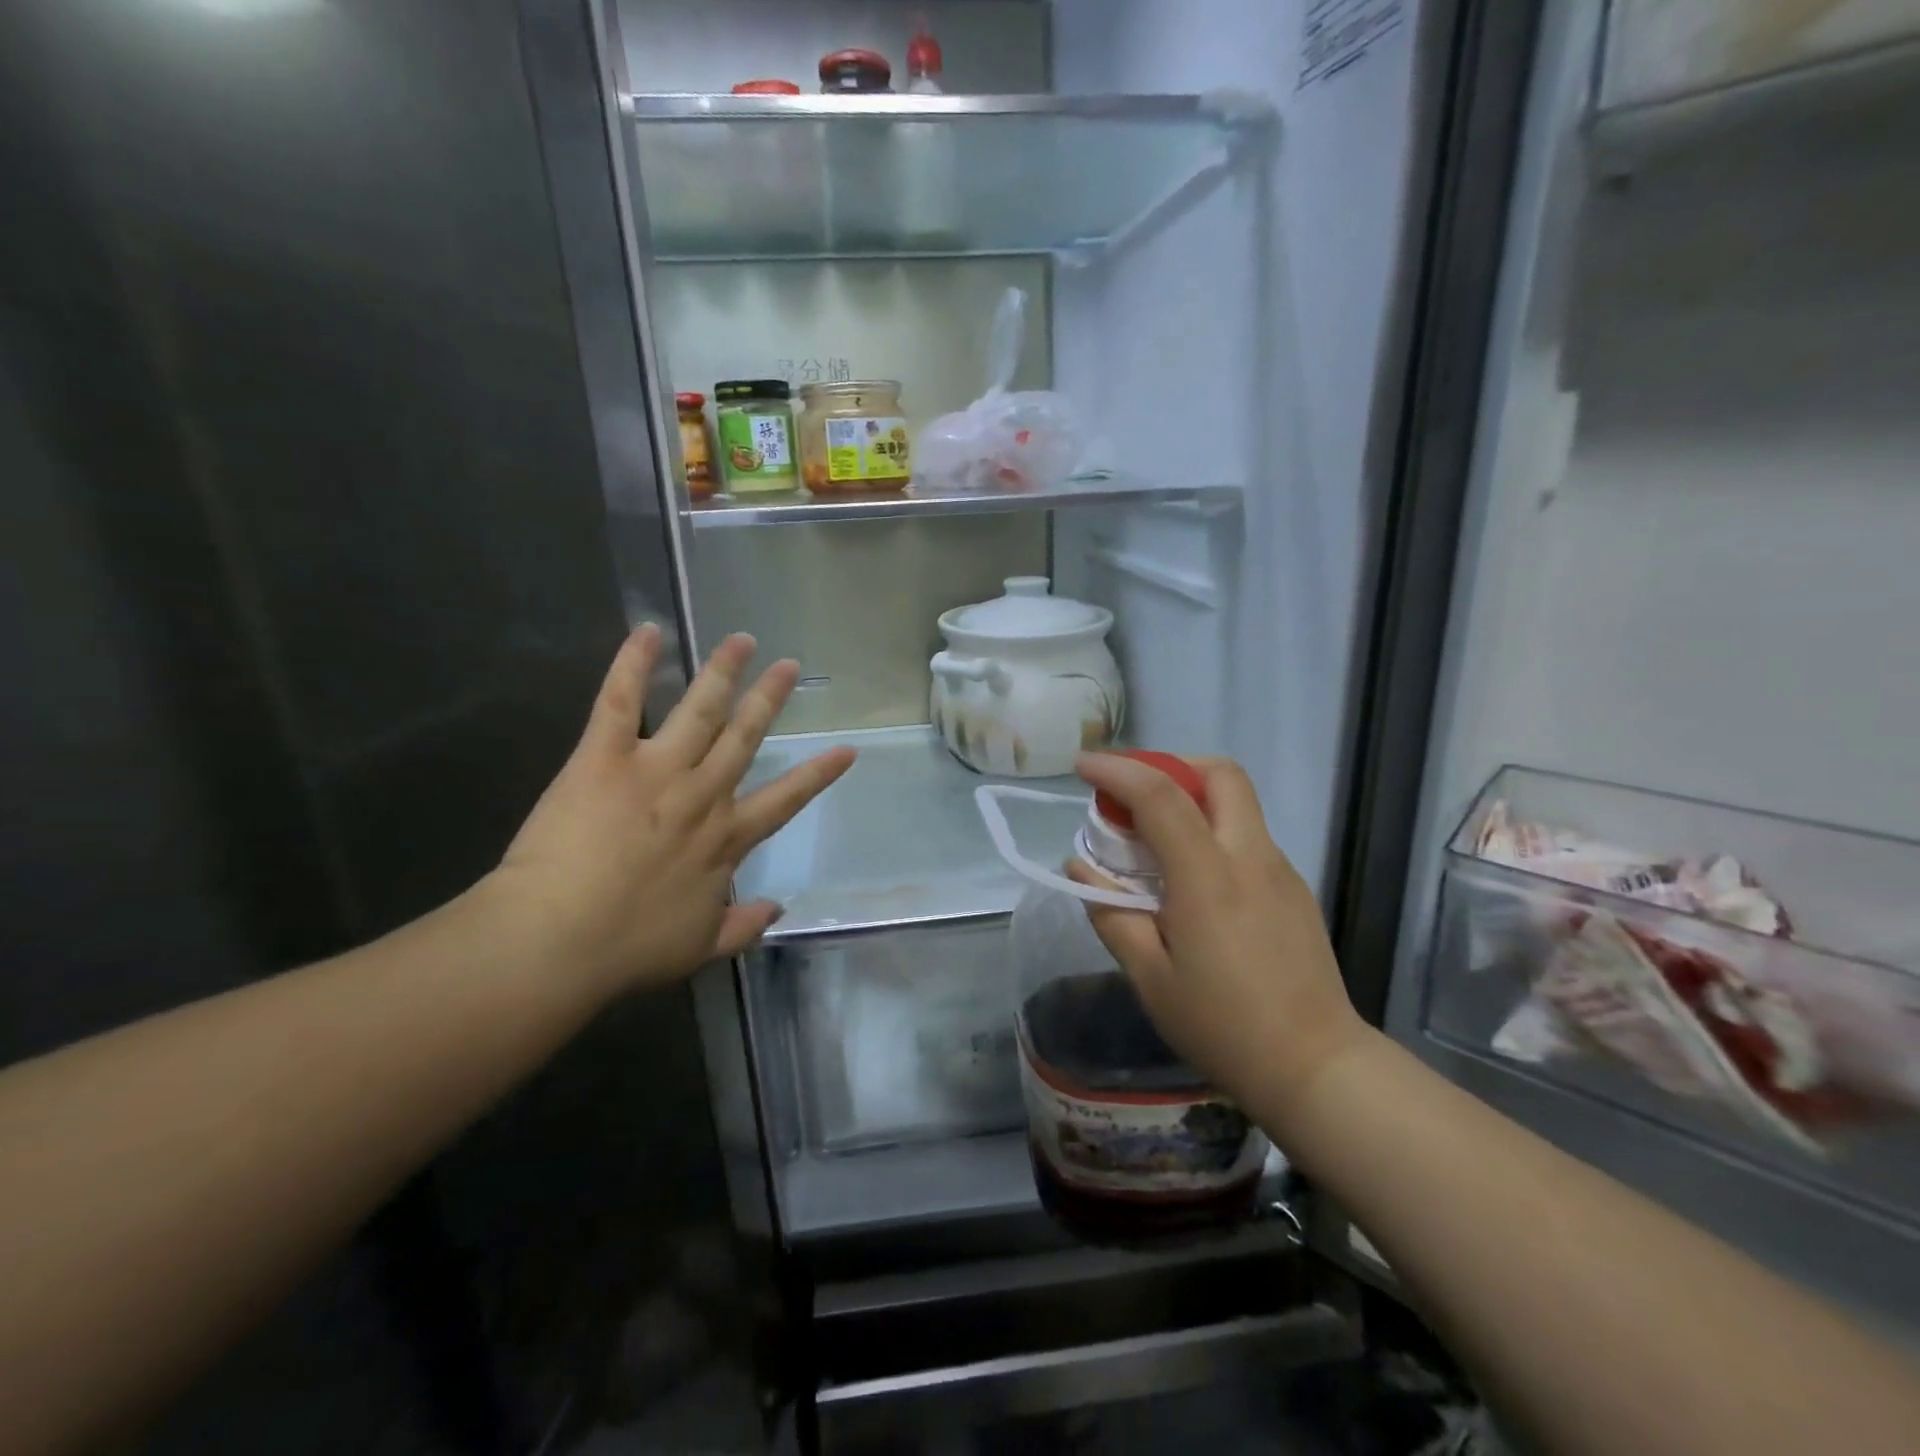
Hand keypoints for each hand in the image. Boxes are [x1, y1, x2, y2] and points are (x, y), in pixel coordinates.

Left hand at [489, 625, 854, 999]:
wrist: (557, 941)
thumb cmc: (628, 949)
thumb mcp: (699, 948)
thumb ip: (743, 927)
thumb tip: (779, 910)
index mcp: (726, 838)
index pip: (785, 799)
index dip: (818, 773)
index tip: (847, 749)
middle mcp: (702, 794)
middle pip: (745, 736)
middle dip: (770, 698)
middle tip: (789, 665)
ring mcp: (656, 770)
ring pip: (700, 709)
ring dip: (723, 672)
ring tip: (741, 640)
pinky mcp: (604, 758)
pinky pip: (621, 701)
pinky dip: (633, 664)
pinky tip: (648, 631)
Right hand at [1068, 754, 1371, 1130]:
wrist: (1316, 1068)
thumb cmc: (1222, 1026)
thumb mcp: (1149, 977)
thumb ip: (1111, 913)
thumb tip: (1080, 867)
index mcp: (1208, 877)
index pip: (1160, 795)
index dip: (1117, 770)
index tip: (1082, 766)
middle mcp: (1250, 857)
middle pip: (1219, 774)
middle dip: (1169, 766)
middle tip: (1130, 795)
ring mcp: (1280, 870)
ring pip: (1237, 801)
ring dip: (1190, 797)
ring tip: (1152, 838)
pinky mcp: (1293, 889)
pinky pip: (1246, 834)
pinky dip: (1210, 829)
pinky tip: (1190, 878)